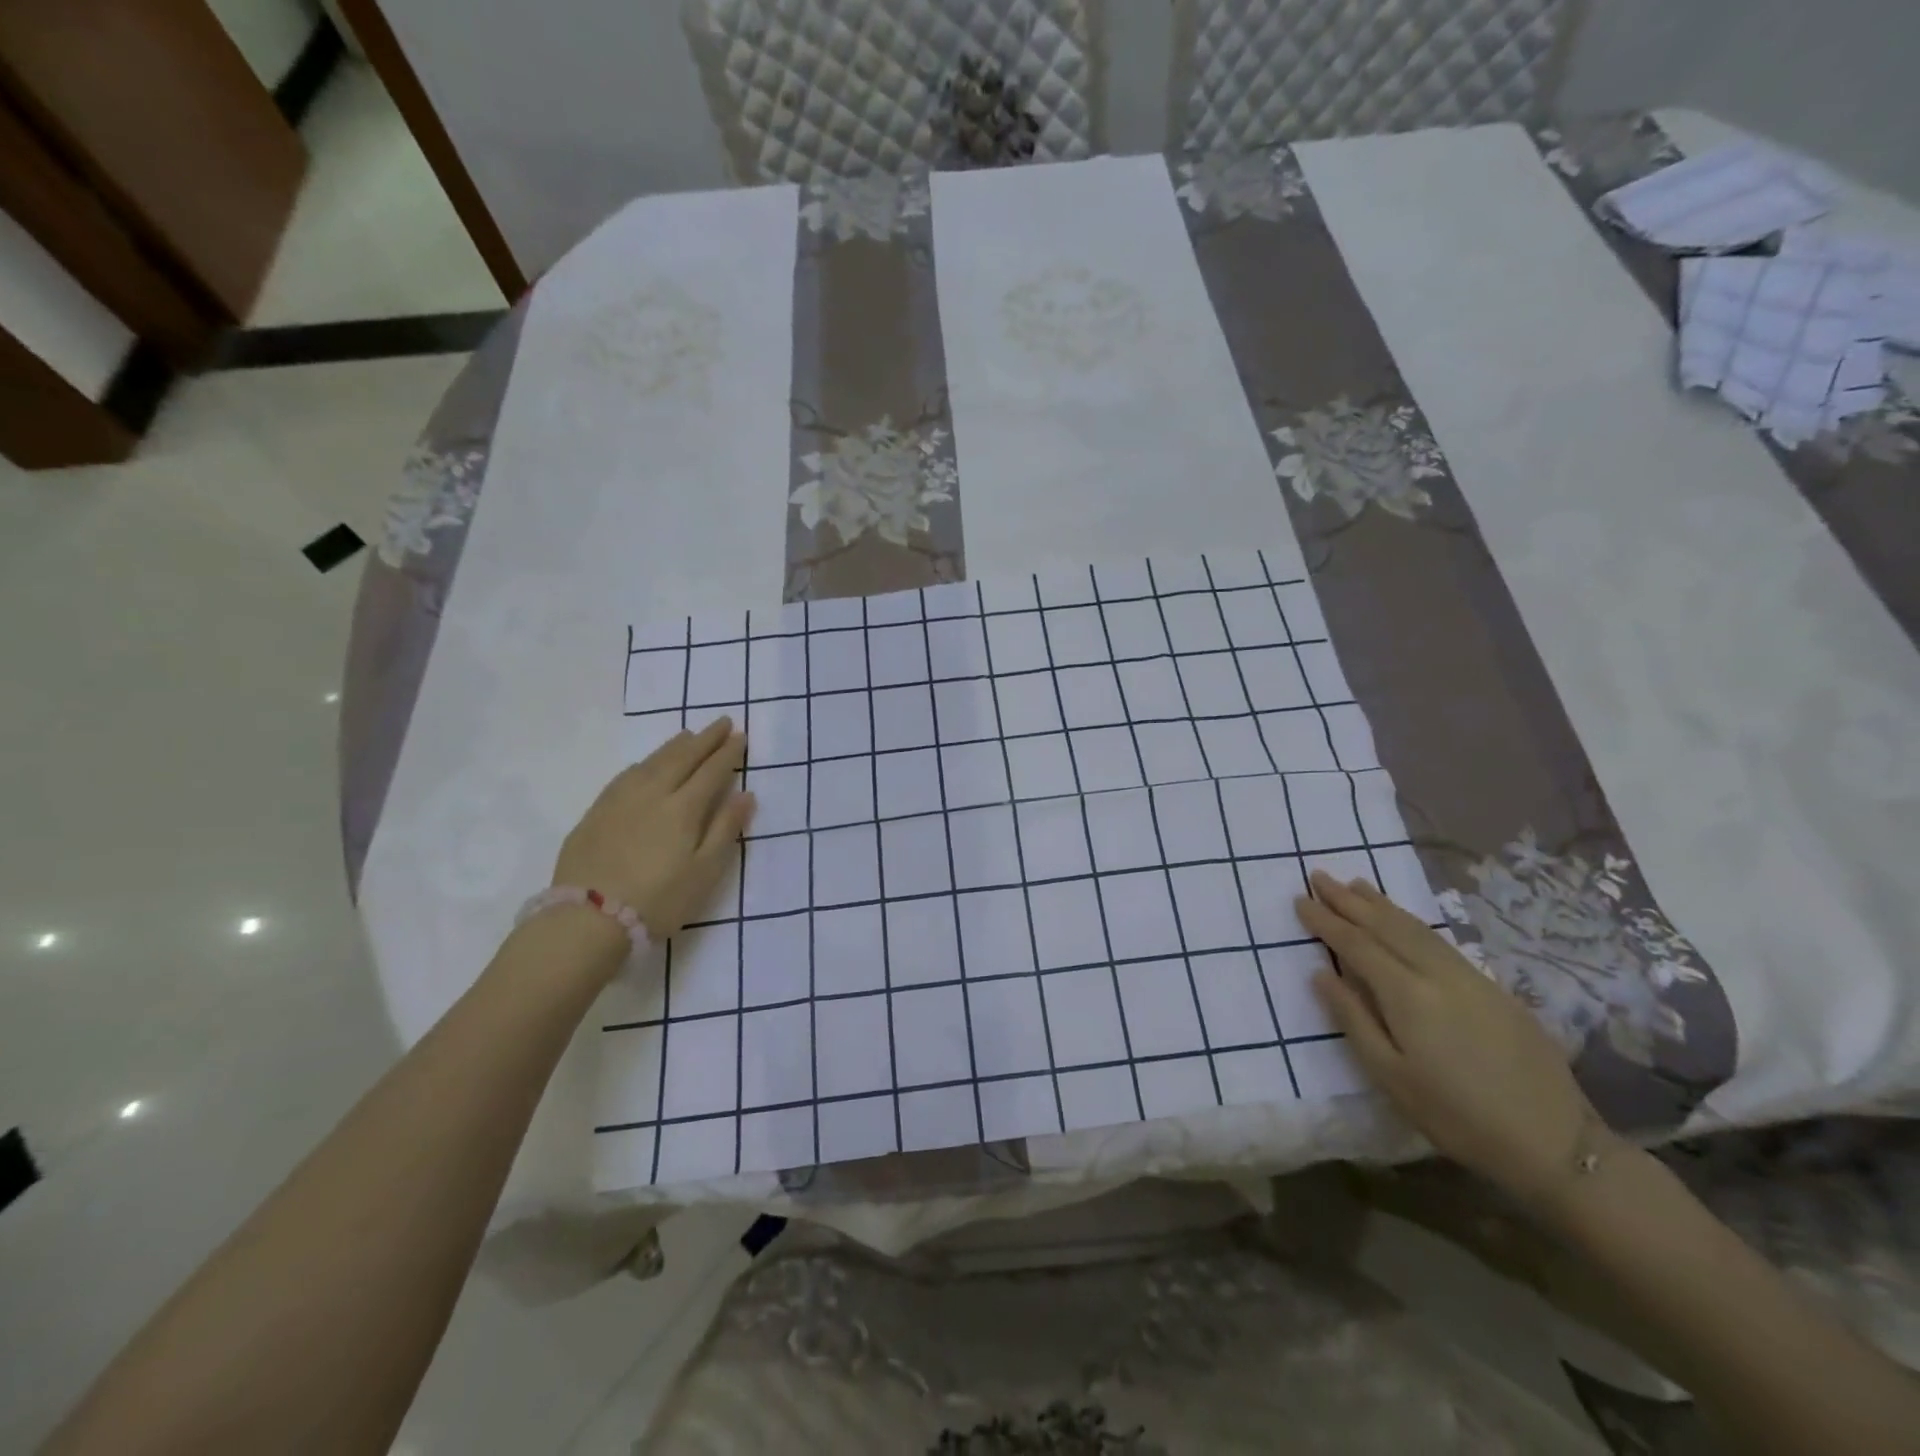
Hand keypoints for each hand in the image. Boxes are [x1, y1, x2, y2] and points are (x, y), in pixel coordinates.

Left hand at [552, 717, 754, 941]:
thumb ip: (725, 829)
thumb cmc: (659, 900)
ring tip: (689, 735)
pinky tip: (647, 763)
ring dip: (675, 746)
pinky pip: (626, 775)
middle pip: (683, 758)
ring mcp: (620, 800)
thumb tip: (745, 794)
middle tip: (722, 722)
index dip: (728, 753)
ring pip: (653, 762)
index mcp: (684, 808)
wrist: (588, 918)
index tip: (740, 736)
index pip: (712, 771)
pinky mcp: (596, 812)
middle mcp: (653, 794)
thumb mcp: (705, 872)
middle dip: (705, 739)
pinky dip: (645, 762)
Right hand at [1298, 871, 1598, 1210]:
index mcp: (1408, 995)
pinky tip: (1403, 920)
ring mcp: (1470, 977)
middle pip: (1386, 926)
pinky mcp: (1493, 988)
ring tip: (1356, 883)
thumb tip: (1321, 974)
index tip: (1300, 899)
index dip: (1326, 921)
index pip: (1356, 945)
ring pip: (1416, 928)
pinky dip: (1412, 921)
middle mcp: (1437, 974)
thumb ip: (1353, 1019)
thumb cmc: (1457, 1116)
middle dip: (1349, 900)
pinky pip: (1439, 940)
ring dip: (1381, 903)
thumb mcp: (1390, 1077)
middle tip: (1319, 875)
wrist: (1555, 1143)